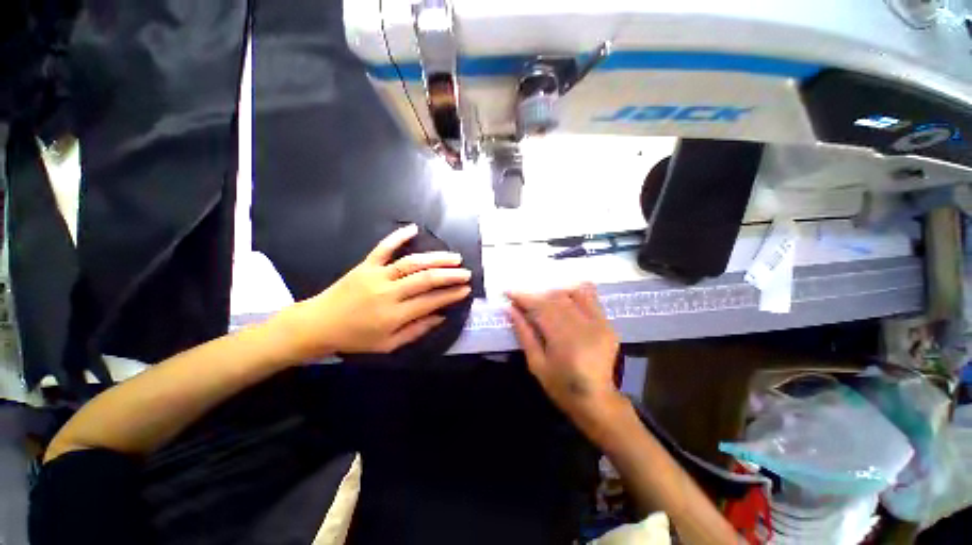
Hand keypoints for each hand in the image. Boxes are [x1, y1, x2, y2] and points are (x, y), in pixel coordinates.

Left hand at [278, 224, 471, 359]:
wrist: (318, 324)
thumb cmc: (356, 338)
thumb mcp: (389, 344)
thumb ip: (417, 330)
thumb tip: (442, 316)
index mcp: (395, 315)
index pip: (431, 301)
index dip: (451, 294)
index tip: (466, 289)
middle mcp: (389, 293)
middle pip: (425, 279)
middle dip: (450, 275)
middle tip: (466, 272)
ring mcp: (377, 275)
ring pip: (411, 263)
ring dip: (435, 258)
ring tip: (454, 257)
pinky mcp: (365, 265)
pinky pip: (383, 248)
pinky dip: (398, 236)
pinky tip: (414, 229)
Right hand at [507, 284, 622, 425]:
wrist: (596, 400)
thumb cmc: (561, 386)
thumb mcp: (536, 363)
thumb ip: (524, 333)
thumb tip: (510, 310)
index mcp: (563, 340)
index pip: (539, 309)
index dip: (523, 298)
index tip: (508, 292)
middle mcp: (582, 327)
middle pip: (554, 300)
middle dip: (536, 297)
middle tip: (523, 300)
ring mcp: (599, 324)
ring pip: (571, 296)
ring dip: (554, 295)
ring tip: (544, 302)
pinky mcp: (607, 325)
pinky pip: (591, 299)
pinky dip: (576, 293)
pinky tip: (565, 297)